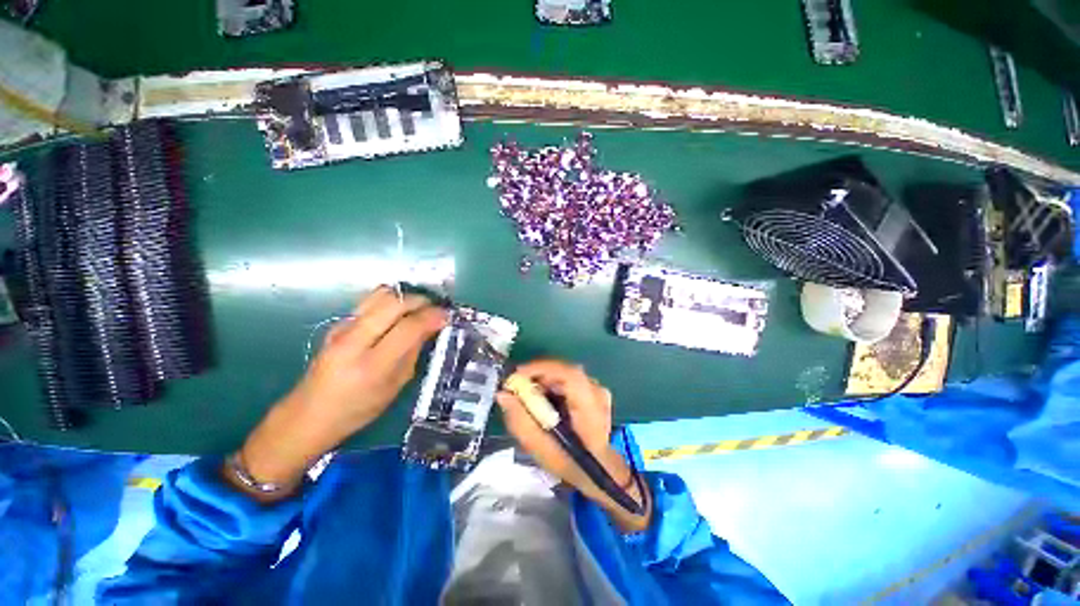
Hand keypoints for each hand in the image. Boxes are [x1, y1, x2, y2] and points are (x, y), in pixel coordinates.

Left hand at [231, 287, 446, 501]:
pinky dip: (391, 302)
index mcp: (372, 365)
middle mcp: (353, 340)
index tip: (448, 315)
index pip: (408, 327)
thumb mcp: (395, 386)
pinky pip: (370, 302)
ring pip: (380, 295)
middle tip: (436, 309)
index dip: (432, 316)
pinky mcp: (337, 323)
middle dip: (421, 301)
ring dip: (405, 297)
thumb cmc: (357, 410)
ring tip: (418, 308)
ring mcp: (341, 328)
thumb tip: (431, 327)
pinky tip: (398, 314)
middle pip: (394, 303)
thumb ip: (413, 352)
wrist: (308, 414)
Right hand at [496, 360, 651, 531]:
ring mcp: (598, 389)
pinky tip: (545, 399)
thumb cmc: (569, 462)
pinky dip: (553, 384)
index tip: (517, 376)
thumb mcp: (539, 447)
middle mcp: (596, 391)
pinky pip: (569, 379)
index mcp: (589, 406)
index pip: (568, 374)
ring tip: (529, 395)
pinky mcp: (594, 389)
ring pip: (564, 373)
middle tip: (517, 387)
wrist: (599, 469)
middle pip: (563, 371)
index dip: (541, 369)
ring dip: (544, 379)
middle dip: (537, 375)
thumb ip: (520, 420)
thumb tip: (503, 394)